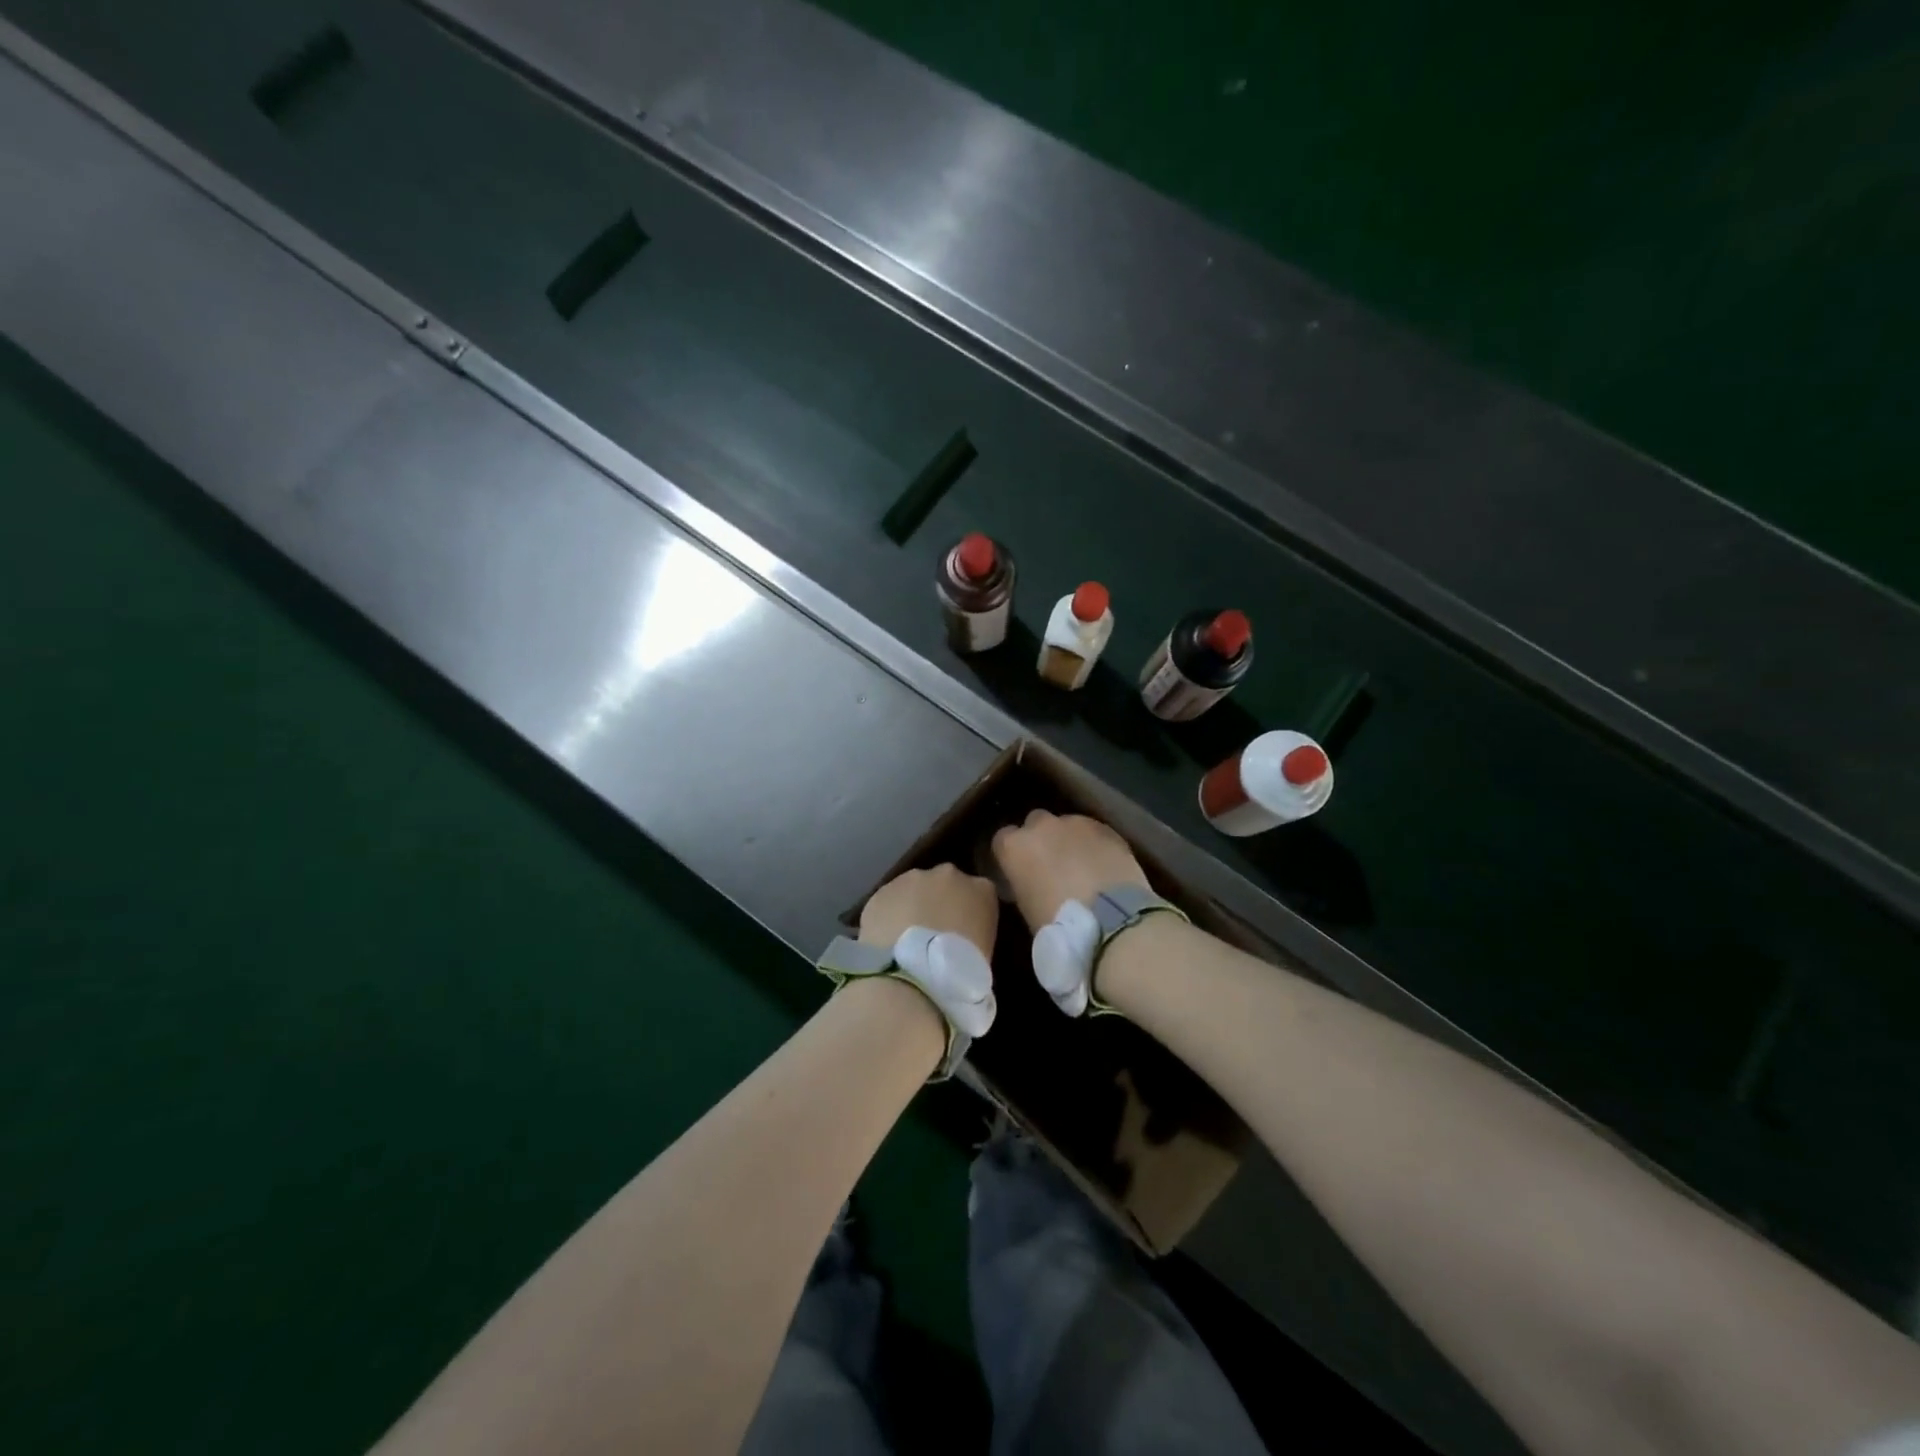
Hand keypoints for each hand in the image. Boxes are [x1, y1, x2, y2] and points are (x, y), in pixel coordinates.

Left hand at [860, 863, 998, 958]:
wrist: (914, 975)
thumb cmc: (961, 971)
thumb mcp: (985, 952)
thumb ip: (975, 933)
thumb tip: (961, 938)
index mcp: (982, 889)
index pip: (979, 894)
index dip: (968, 913)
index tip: (963, 933)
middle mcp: (948, 875)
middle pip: (945, 883)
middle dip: (938, 902)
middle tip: (933, 934)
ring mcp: (912, 879)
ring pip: (913, 889)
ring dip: (911, 906)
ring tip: (906, 940)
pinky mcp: (882, 892)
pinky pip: (888, 903)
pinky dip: (888, 916)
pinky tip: (887, 941)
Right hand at [991, 811, 1149, 931]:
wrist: (1111, 922)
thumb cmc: (1058, 926)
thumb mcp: (1025, 908)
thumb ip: (1022, 884)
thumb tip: (1031, 882)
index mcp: (1014, 847)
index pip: (1002, 840)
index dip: (1012, 854)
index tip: (1018, 870)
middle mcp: (1041, 826)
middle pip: (1034, 823)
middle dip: (1041, 839)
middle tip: (1050, 866)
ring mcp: (1076, 823)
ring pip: (1066, 825)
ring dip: (1069, 840)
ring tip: (1081, 867)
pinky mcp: (1106, 828)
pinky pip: (1093, 833)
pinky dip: (1094, 845)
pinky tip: (1103, 866)